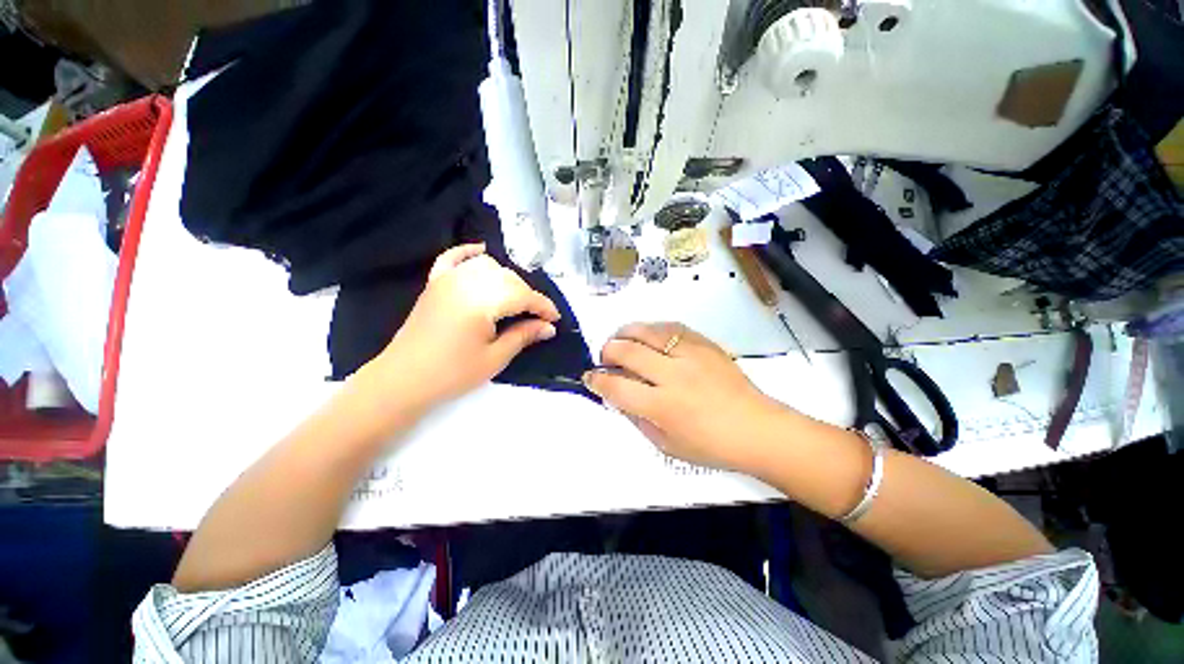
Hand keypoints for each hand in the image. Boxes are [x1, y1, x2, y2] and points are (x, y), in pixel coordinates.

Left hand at [373, 244, 560, 410]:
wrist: (402, 380)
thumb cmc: (452, 374)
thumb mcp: (495, 358)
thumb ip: (523, 335)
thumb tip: (549, 327)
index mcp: (481, 301)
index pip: (522, 295)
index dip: (543, 306)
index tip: (555, 319)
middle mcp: (465, 281)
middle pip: (508, 279)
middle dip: (527, 295)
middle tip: (536, 317)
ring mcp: (447, 279)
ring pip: (487, 266)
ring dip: (507, 279)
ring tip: (515, 300)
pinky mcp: (434, 283)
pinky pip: (453, 258)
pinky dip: (469, 253)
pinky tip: (482, 252)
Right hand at [583, 322, 784, 471]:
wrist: (757, 428)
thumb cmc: (711, 445)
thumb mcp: (666, 445)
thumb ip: (637, 418)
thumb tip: (618, 395)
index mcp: (663, 406)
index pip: (616, 387)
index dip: (596, 380)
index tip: (590, 377)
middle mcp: (673, 375)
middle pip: (627, 351)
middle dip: (607, 351)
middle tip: (606, 357)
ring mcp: (690, 355)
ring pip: (647, 331)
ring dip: (626, 333)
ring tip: (622, 340)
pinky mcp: (704, 344)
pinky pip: (670, 327)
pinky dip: (652, 329)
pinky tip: (649, 336)